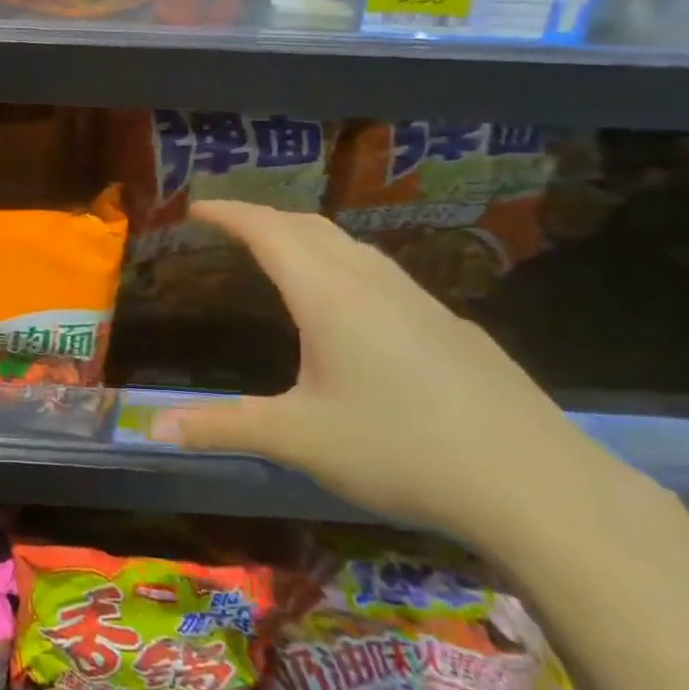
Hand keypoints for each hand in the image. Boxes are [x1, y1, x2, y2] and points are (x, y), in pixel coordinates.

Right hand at [154, 201, 629, 551]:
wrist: (536, 483)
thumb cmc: (400, 450)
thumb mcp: (298, 440)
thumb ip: (222, 427)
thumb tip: (153, 427)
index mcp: (327, 296)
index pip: (267, 231)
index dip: (228, 213)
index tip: (196, 207)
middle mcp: (371, 283)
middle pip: (308, 226)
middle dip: (263, 216)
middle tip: (230, 223)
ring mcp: (419, 300)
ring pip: (350, 245)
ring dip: (306, 234)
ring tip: (282, 249)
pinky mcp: (451, 325)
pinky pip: (381, 272)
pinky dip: (344, 262)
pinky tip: (354, 302)